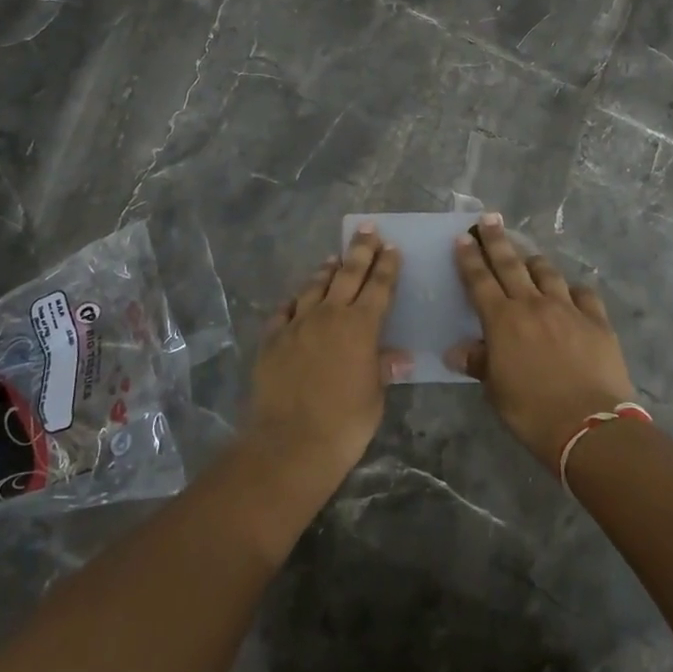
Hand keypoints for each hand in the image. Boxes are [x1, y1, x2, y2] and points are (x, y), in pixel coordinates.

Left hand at [246, 224, 408, 483]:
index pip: (379, 286)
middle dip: (360, 250)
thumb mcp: (374, 396)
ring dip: (326, 270)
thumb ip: (382, 369)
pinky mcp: (273, 339)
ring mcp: (297, 324)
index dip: (387, 265)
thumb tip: (399, 357)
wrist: (290, 442)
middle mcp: (329, 314)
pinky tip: (297, 298)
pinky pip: (285, 310)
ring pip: (314, 286)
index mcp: (361, 326)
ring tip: (333, 258)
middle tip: (367, 229)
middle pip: (348, 273)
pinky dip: (295, 300)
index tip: (391, 247)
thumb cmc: (345, 423)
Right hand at [446, 215, 636, 467]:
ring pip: (547, 273)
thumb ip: (479, 364)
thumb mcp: (496, 391)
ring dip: (534, 261)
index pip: (480, 280)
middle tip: (490, 219)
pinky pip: (583, 294)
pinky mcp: (597, 320)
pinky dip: (573, 290)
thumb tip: (456, 352)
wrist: (589, 426)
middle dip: (497, 240)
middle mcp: (533, 305)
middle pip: (510, 264)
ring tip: (527, 256)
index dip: (469, 258)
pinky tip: (571, 292)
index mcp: (502, 320)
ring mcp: (568, 309)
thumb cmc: (532, 412)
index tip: (463, 237)